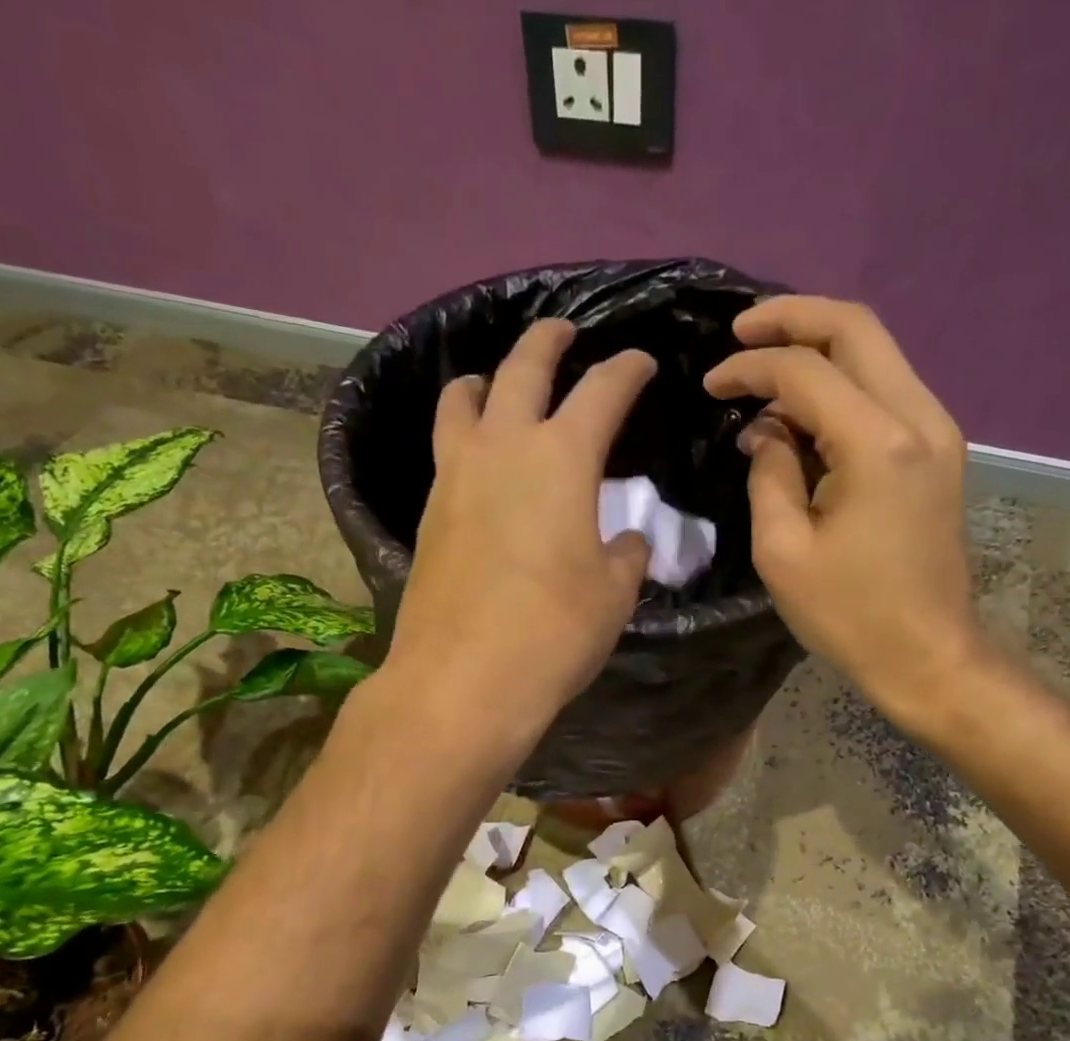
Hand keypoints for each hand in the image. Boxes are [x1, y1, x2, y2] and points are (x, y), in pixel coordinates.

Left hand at [387, 319, 654, 735]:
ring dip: (488, 379)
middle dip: (549, 341)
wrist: (464, 679)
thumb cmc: (554, 632)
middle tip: (565, 332)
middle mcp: (502, 447)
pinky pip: (446, 447)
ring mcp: (455, 475)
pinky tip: (478, 457)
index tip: (642, 363)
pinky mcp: (428, 510)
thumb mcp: (613, 594)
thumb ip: (625, 554)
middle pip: (523, 367)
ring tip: (498, 383)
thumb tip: (627, 539)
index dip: (627, 370)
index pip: (602, 391)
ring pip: (463, 399)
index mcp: (561, 458)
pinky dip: (465, 432)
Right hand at [703, 297, 981, 724]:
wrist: (927, 654)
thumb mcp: (784, 551)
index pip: (807, 371)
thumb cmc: (849, 614)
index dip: (752, 367)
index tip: (711, 384)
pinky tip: (803, 409)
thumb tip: (765, 431)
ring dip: (819, 349)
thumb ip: (769, 474)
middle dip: (793, 318)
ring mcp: (937, 431)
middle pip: (857, 328)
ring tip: (764, 368)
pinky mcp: (938, 452)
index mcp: (878, 444)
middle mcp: (919, 417)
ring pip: (877, 353)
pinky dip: (842, 384)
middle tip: (741, 330)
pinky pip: (886, 390)